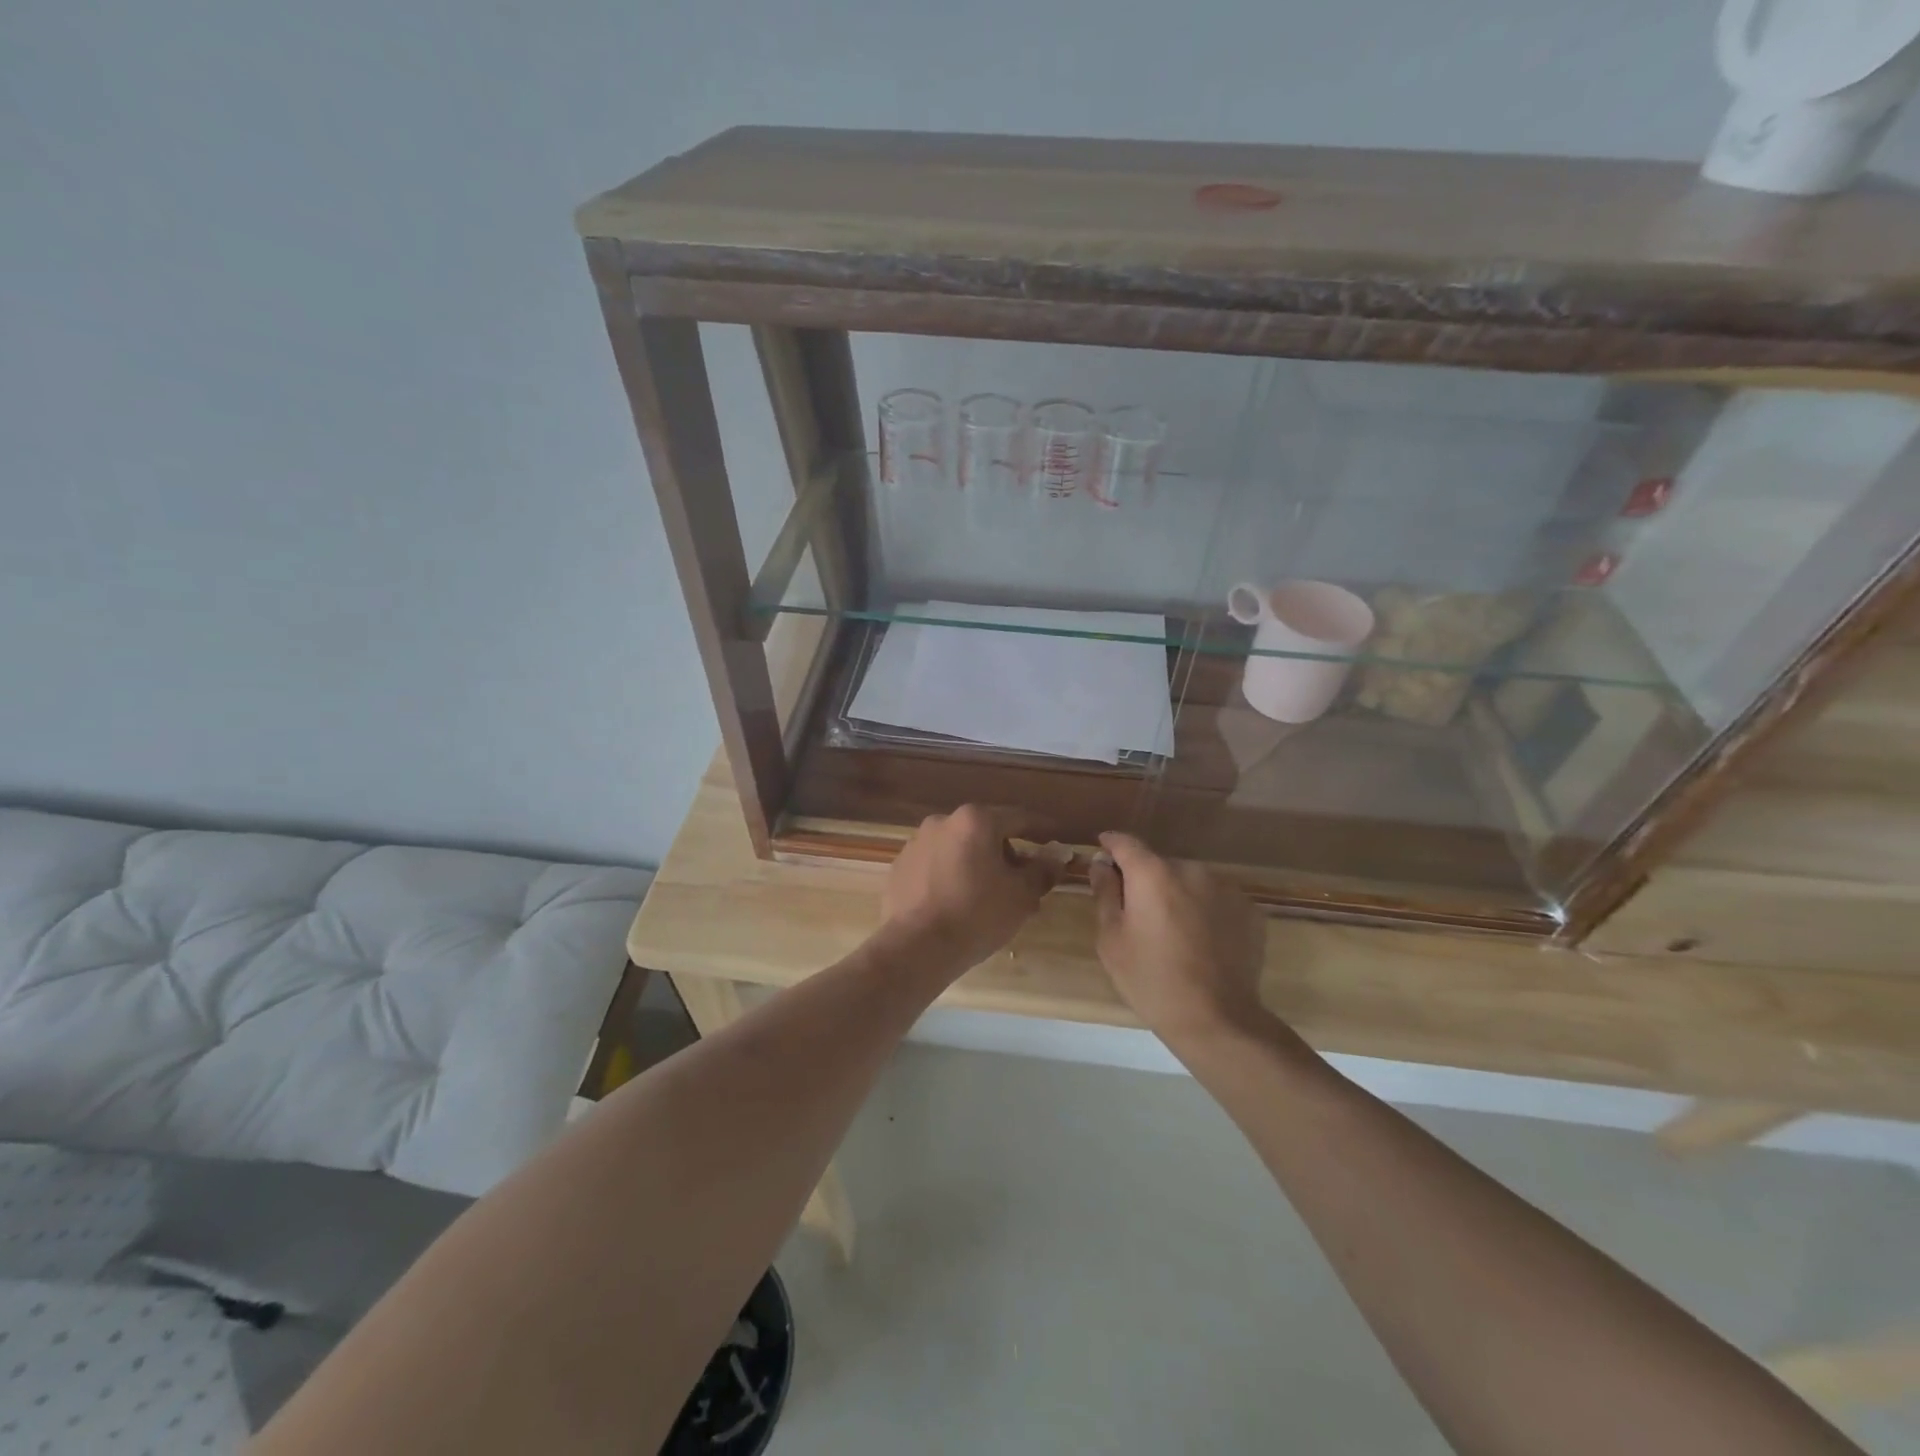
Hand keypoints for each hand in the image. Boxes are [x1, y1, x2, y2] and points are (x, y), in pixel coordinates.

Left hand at [880, 806, 1063, 974]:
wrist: (916, 947)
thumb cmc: (977, 915)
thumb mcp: (1022, 895)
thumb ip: (1043, 870)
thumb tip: (1057, 855)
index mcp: (975, 820)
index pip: (1019, 818)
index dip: (1042, 829)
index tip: (1056, 839)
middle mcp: (943, 821)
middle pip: (986, 832)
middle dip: (1007, 853)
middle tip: (1023, 881)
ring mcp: (916, 843)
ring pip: (959, 848)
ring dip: (978, 864)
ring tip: (990, 897)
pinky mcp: (900, 866)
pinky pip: (936, 865)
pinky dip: (951, 876)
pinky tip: (958, 903)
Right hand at [1089, 832, 1267, 1042]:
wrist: (1217, 1019)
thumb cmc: (1151, 979)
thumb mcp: (1112, 939)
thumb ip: (1105, 893)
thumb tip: (1102, 864)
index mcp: (1153, 874)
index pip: (1126, 843)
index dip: (1112, 844)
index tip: (1103, 850)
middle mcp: (1191, 870)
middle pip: (1160, 865)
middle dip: (1147, 880)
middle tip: (1139, 912)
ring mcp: (1226, 888)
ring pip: (1191, 882)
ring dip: (1179, 895)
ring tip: (1174, 932)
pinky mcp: (1250, 911)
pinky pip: (1217, 901)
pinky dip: (1206, 911)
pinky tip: (1202, 942)